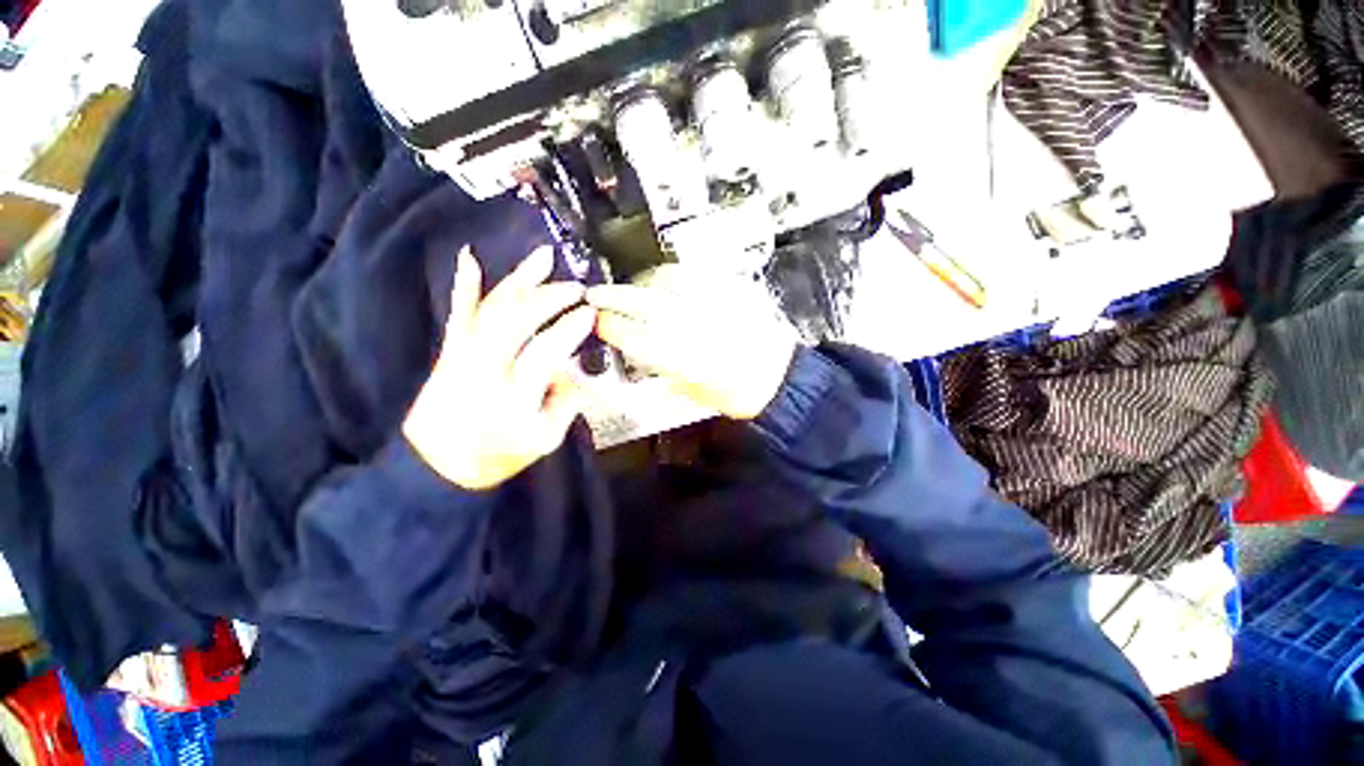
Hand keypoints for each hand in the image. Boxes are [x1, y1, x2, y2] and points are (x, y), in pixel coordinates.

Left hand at [403, 246, 593, 490]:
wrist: (436, 464)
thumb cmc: (498, 455)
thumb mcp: (545, 439)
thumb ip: (565, 403)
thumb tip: (574, 371)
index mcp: (514, 396)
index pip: (545, 351)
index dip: (570, 328)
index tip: (590, 313)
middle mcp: (485, 369)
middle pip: (517, 320)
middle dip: (550, 297)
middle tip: (575, 288)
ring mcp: (464, 355)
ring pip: (493, 308)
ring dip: (519, 280)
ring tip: (543, 257)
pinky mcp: (451, 350)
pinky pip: (460, 313)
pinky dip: (466, 285)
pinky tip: (469, 258)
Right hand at [586, 265, 797, 419]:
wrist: (778, 379)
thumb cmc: (737, 394)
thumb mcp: (693, 392)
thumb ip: (665, 371)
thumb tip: (644, 357)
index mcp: (683, 359)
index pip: (635, 336)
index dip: (610, 327)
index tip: (597, 322)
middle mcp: (695, 328)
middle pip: (645, 304)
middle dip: (614, 297)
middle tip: (596, 294)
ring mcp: (713, 306)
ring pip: (668, 282)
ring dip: (643, 282)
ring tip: (631, 286)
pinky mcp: (729, 293)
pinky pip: (695, 275)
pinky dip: (674, 275)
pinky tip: (666, 279)